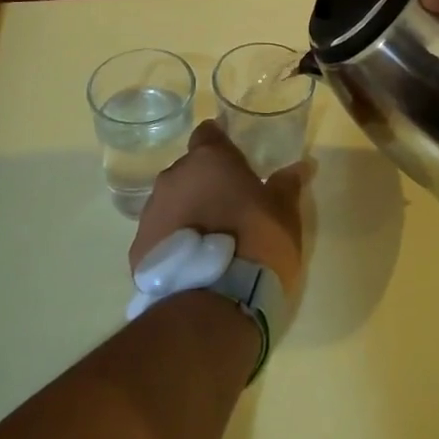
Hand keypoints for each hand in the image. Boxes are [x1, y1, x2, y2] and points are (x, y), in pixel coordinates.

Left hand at [130, 121, 308, 292]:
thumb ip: (287, 185)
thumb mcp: (285, 214)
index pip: (207, 134)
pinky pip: (159, 237)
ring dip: (187, 213)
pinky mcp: (138, 250)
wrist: (215, 304)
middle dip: (205, 183)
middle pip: (188, 170)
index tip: (234, 159)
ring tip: (209, 241)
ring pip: (170, 203)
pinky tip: (191, 265)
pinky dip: (172, 244)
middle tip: (229, 206)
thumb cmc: (256, 243)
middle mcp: (173, 178)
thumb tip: (301, 166)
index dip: (220, 144)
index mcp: (209, 160)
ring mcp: (151, 214)